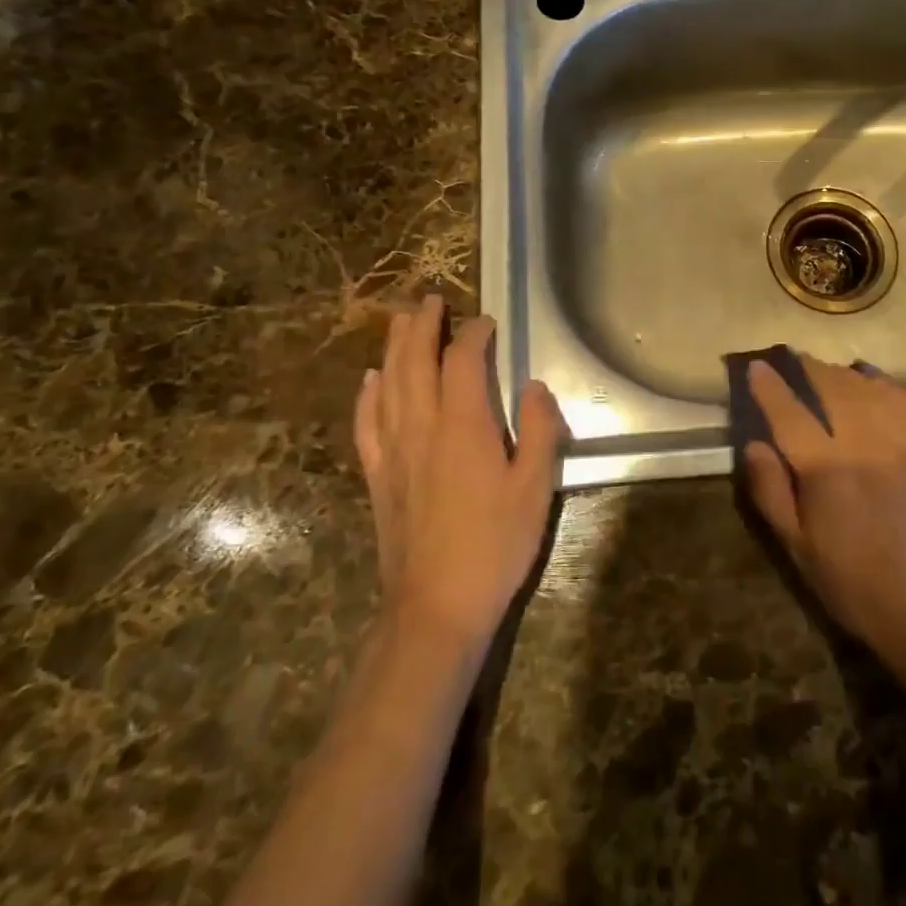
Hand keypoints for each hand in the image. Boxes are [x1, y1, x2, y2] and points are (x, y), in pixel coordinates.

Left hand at [353, 294, 565, 653]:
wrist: (436, 605)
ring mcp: (394, 452)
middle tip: (429, 300)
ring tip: (400, 322)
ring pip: (388, 385)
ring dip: (394, 349)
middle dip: (422, 327)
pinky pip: (367, 423)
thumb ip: (537, 430)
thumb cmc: (495, 544)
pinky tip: (370, 381)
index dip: (473, 335)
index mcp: (464, 426)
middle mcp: (422, 428)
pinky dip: (368, 395)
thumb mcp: (535, 487)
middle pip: (415, 363)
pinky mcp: (379, 477)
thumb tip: (533, 386)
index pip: (463, 362)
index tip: (486, 322)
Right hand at [742, 355, 905, 664]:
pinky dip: (884, 385)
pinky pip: (905, 400)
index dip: (770, 386)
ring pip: (867, 388)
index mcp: (825, 469)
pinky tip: (872, 384)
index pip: (790, 412)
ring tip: (827, 373)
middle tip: (793, 363)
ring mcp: (902, 442)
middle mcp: (863, 443)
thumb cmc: (850, 581)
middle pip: (831, 388)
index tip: (757, 368)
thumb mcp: (795, 546)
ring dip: (842, 375)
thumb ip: (771, 491)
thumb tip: (754, 444)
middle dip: (808, 369)